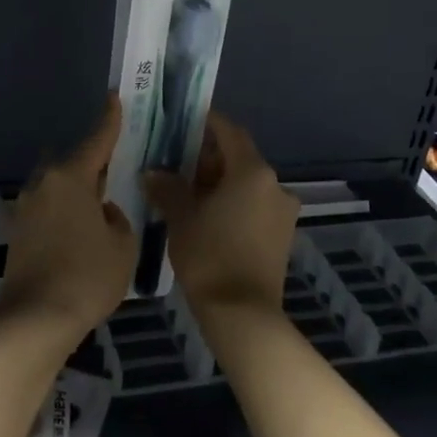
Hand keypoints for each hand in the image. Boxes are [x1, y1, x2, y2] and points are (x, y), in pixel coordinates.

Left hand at [0, 98, 136, 346]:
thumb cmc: (87, 276)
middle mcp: (43, 184)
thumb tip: (104, 213)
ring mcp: (25, 208)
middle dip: (92, 164)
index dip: (109, 120)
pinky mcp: (17, 232)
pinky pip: (48, 209)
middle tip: (116, 170)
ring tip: (100, 206)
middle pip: (72, 164)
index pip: (96, 141)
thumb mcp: (122, 245)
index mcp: (70, 177)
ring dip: (77, 192)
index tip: (115, 98)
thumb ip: (117, 219)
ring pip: (58, 188)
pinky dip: (65, 212)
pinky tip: (80, 230)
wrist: (35, 319)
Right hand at [144, 112, 297, 314]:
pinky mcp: (282, 235)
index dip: (207, 123)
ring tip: (187, 191)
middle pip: (239, 158)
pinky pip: (254, 206)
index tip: (184, 121)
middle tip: (176, 160)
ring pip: (248, 184)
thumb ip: (168, 188)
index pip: (229, 132)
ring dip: (220, 182)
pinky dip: (233, 202)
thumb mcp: (181, 218)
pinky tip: (207, 216)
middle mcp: (275, 185)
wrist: (243, 314)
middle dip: (208, 156)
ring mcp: (282, 212)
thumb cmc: (209, 257)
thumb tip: (154, 172)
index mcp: (252, 172)